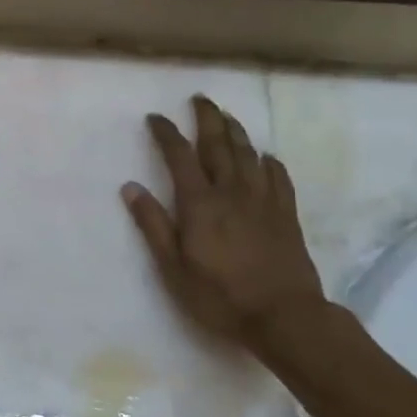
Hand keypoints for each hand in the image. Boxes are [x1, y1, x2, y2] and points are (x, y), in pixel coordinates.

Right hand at [121, 95, 324, 347]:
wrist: (284, 317)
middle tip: (199, 99)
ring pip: (249, 155)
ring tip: (227, 117)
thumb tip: (131, 187)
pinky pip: (278, 177)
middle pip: (219, 145)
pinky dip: (268, 162)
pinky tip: (265, 157)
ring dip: (236, 131)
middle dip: (207, 119)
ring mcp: (263, 201)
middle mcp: (232, 193)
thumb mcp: (173, 267)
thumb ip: (153, 225)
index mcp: (200, 204)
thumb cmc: (219, 296)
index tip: (155, 117)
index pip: (179, 157)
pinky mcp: (286, 215)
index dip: (166, 134)